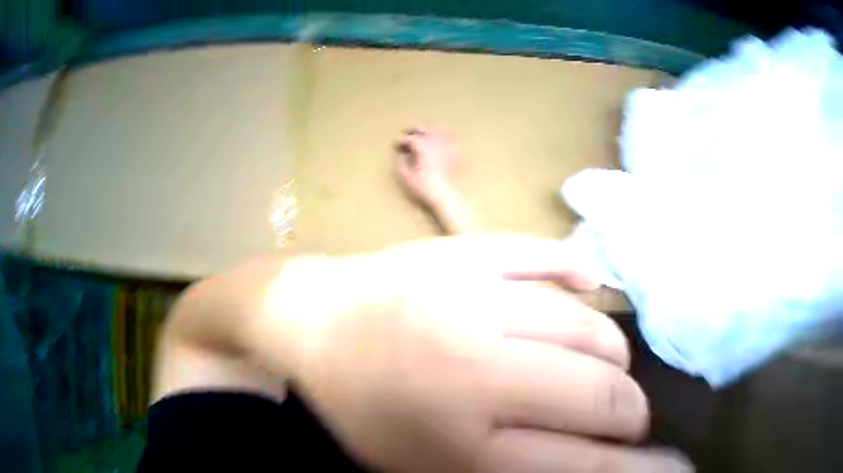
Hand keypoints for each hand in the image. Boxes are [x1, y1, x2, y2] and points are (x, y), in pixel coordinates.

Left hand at [256, 236, 690, 472]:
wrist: (320, 314)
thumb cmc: (358, 395)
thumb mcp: (420, 461)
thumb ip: (507, 467)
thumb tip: (590, 460)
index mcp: (462, 437)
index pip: (594, 471)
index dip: (648, 472)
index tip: (673, 465)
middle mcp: (476, 358)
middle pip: (597, 389)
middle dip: (623, 402)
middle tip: (615, 400)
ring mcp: (468, 291)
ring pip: (579, 322)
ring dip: (604, 344)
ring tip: (597, 350)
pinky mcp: (462, 251)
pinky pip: (537, 253)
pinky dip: (572, 269)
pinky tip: (585, 282)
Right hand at [395, 128, 457, 207]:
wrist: (443, 195)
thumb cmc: (423, 187)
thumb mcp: (406, 177)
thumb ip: (401, 163)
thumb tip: (400, 155)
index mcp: (421, 145)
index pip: (409, 138)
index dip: (401, 141)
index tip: (396, 146)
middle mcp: (434, 140)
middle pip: (423, 128)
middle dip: (413, 130)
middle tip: (407, 134)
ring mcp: (446, 146)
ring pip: (438, 129)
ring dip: (429, 131)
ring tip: (425, 135)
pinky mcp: (455, 153)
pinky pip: (450, 140)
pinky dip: (444, 139)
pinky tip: (441, 143)